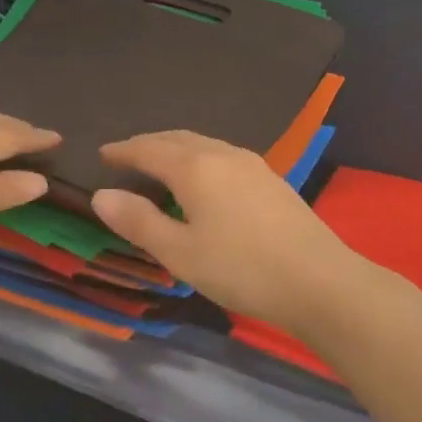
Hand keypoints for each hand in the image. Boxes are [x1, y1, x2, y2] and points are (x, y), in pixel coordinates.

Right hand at [92, 131, 361, 332]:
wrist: (319, 281)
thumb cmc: (241, 268)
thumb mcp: (180, 252)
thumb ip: (139, 221)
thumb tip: (102, 195)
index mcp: (195, 167)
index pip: (148, 148)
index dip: (123, 150)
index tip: (102, 154)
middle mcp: (223, 154)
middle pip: (177, 139)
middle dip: (149, 145)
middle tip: (126, 157)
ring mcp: (252, 164)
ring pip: (204, 145)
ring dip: (176, 150)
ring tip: (160, 167)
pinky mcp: (271, 179)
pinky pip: (223, 157)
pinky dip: (200, 160)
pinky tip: (203, 182)